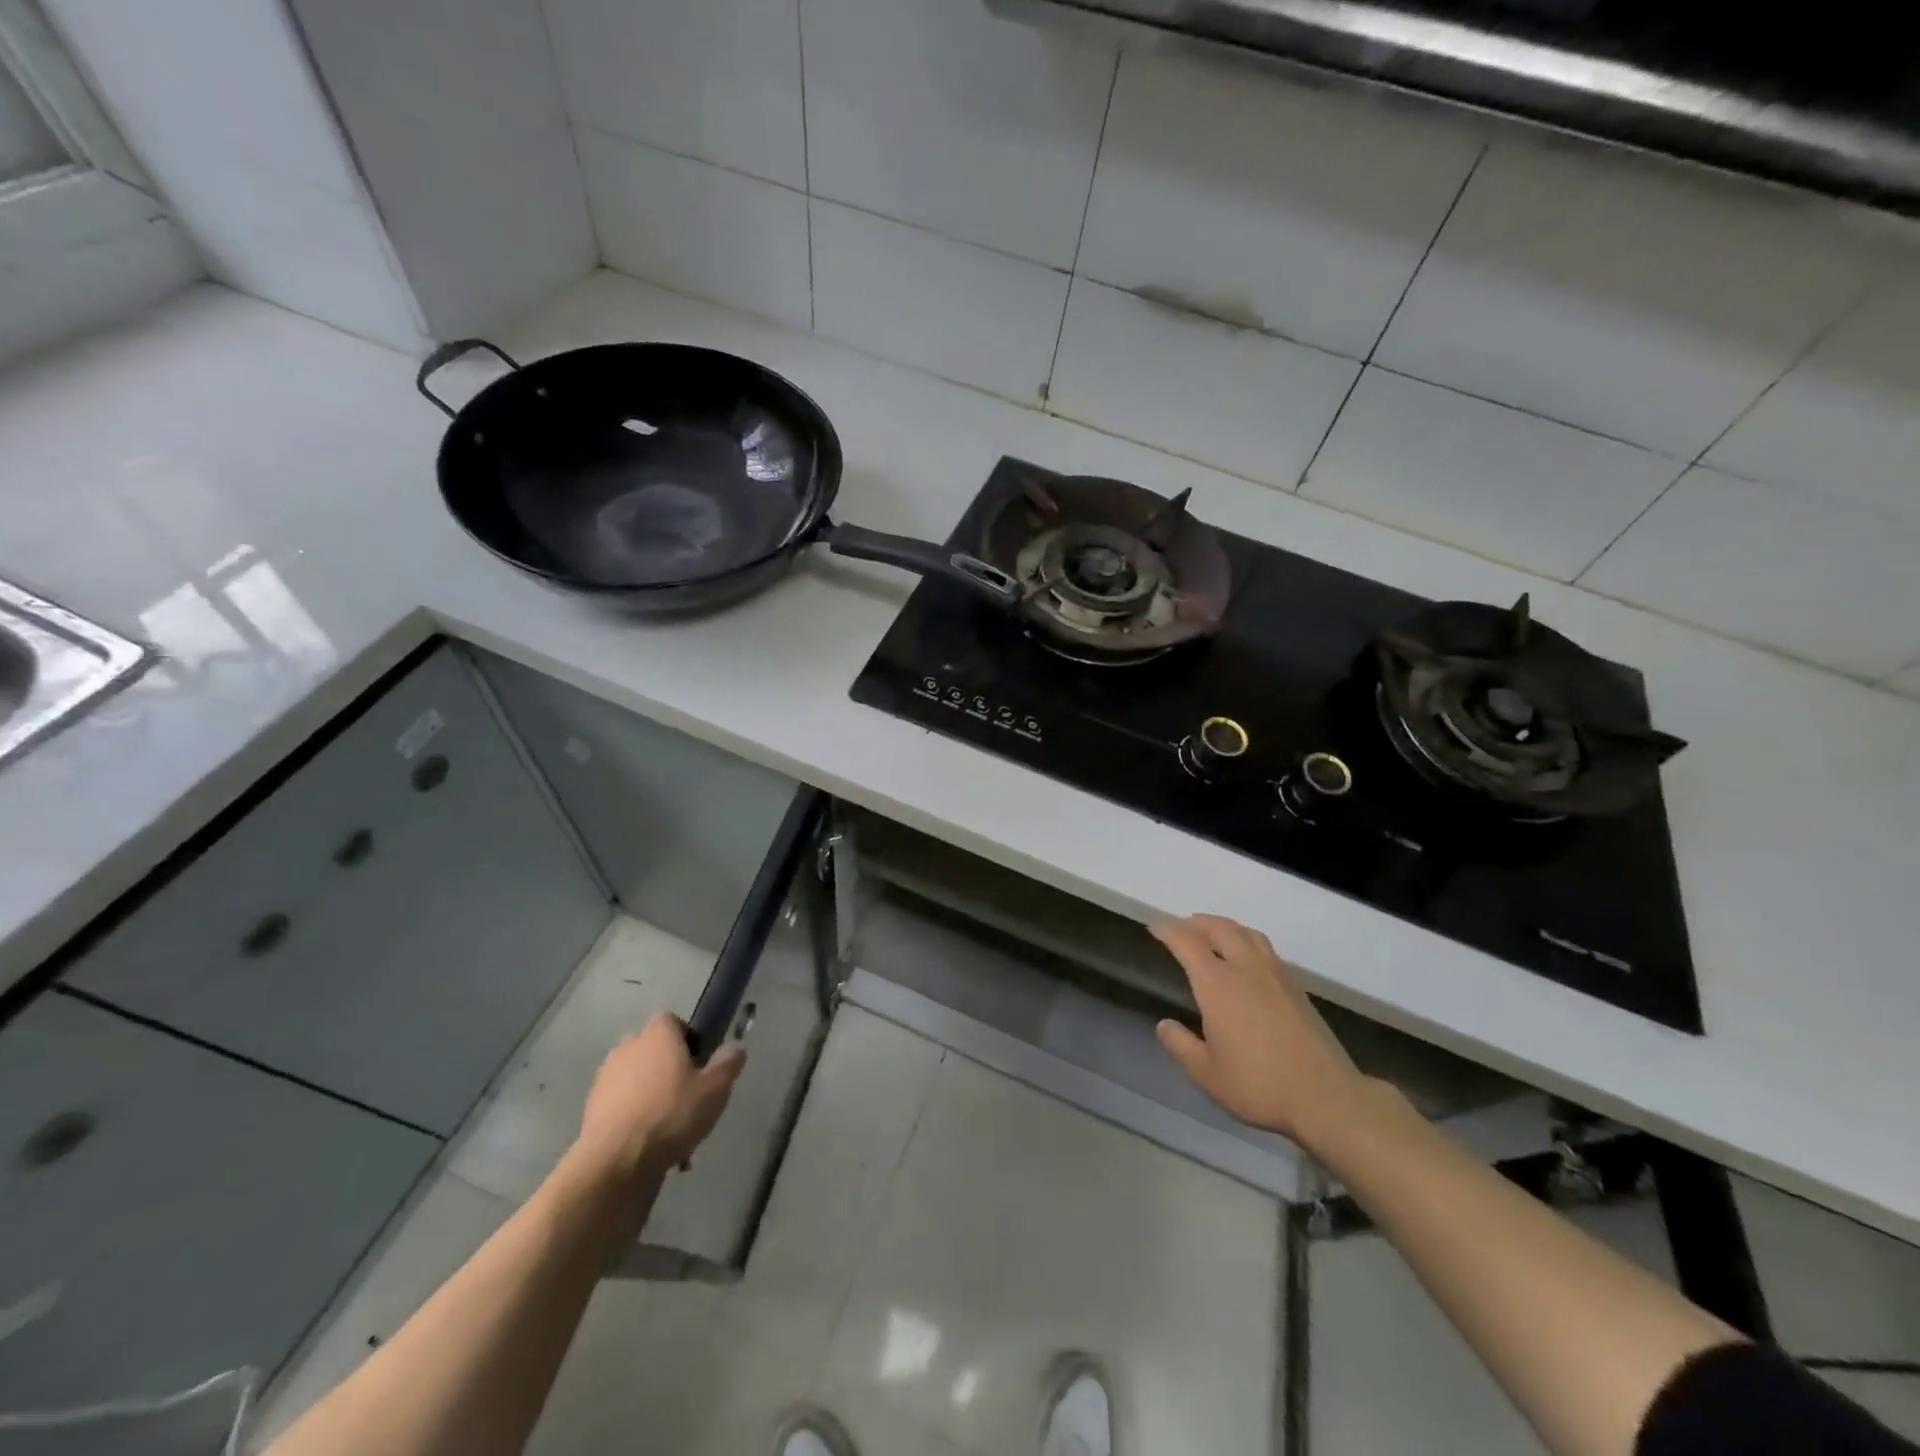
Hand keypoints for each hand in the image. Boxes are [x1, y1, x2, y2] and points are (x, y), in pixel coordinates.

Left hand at [573, 1013, 745, 1186]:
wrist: (616, 1162)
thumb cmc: (671, 1114)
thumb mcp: (715, 1089)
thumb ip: (728, 1064)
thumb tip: (736, 1047)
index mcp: (657, 1036)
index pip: (670, 1020)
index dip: (686, 1036)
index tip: (698, 1061)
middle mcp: (628, 1048)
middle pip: (651, 1050)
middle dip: (666, 1068)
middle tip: (686, 1096)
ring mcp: (605, 1079)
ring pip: (635, 1081)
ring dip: (650, 1097)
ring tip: (671, 1132)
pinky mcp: (591, 1111)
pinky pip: (620, 1107)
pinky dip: (634, 1120)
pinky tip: (651, 1148)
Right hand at [1151, 915, 1368, 1147]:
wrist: (1327, 1097)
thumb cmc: (1259, 1085)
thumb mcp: (1207, 1074)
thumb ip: (1180, 1045)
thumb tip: (1164, 1024)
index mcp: (1217, 984)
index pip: (1187, 943)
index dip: (1168, 932)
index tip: (1154, 928)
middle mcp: (1245, 969)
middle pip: (1220, 928)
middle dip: (1197, 923)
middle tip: (1182, 926)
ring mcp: (1275, 975)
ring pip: (1247, 933)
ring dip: (1225, 926)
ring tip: (1213, 933)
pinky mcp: (1296, 988)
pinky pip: (1265, 948)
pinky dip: (1247, 940)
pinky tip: (1247, 959)